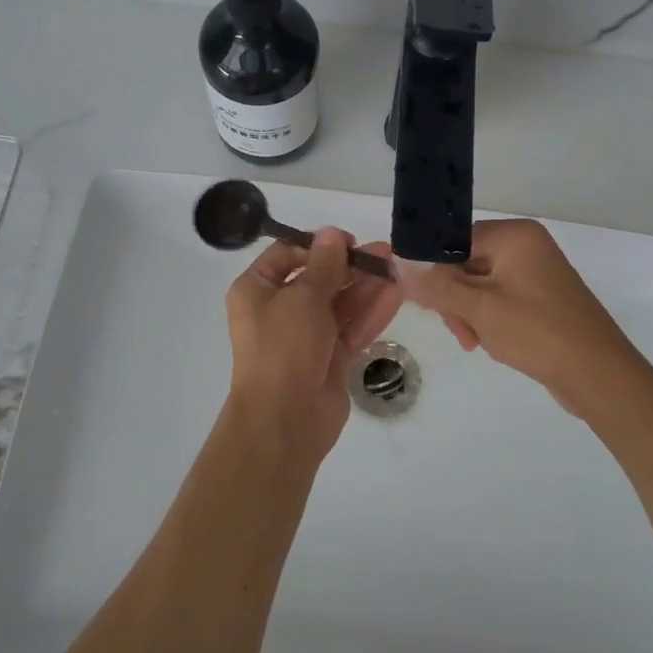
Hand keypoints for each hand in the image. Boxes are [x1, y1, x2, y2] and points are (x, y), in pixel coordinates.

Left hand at [224, 229, 402, 465]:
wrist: (284, 419)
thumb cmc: (283, 347)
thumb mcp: (303, 297)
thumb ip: (324, 265)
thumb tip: (331, 233)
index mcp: (257, 290)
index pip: (286, 255)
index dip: (317, 245)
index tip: (347, 241)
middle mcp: (278, 310)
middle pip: (317, 279)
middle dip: (349, 265)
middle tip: (383, 252)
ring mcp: (305, 337)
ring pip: (339, 304)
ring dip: (365, 286)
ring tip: (396, 266)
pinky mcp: (329, 359)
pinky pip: (351, 328)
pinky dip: (371, 312)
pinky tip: (396, 293)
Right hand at [400, 218, 642, 419]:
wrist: (599, 376)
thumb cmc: (538, 333)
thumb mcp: (479, 309)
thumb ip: (436, 285)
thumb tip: (398, 263)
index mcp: (515, 236)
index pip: (454, 241)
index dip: (434, 271)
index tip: (424, 302)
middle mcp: (526, 246)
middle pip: (465, 264)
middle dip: (454, 299)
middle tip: (460, 330)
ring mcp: (535, 273)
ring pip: (478, 286)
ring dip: (469, 314)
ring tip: (477, 342)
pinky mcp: (540, 298)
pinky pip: (498, 300)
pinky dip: (488, 320)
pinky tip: (491, 342)